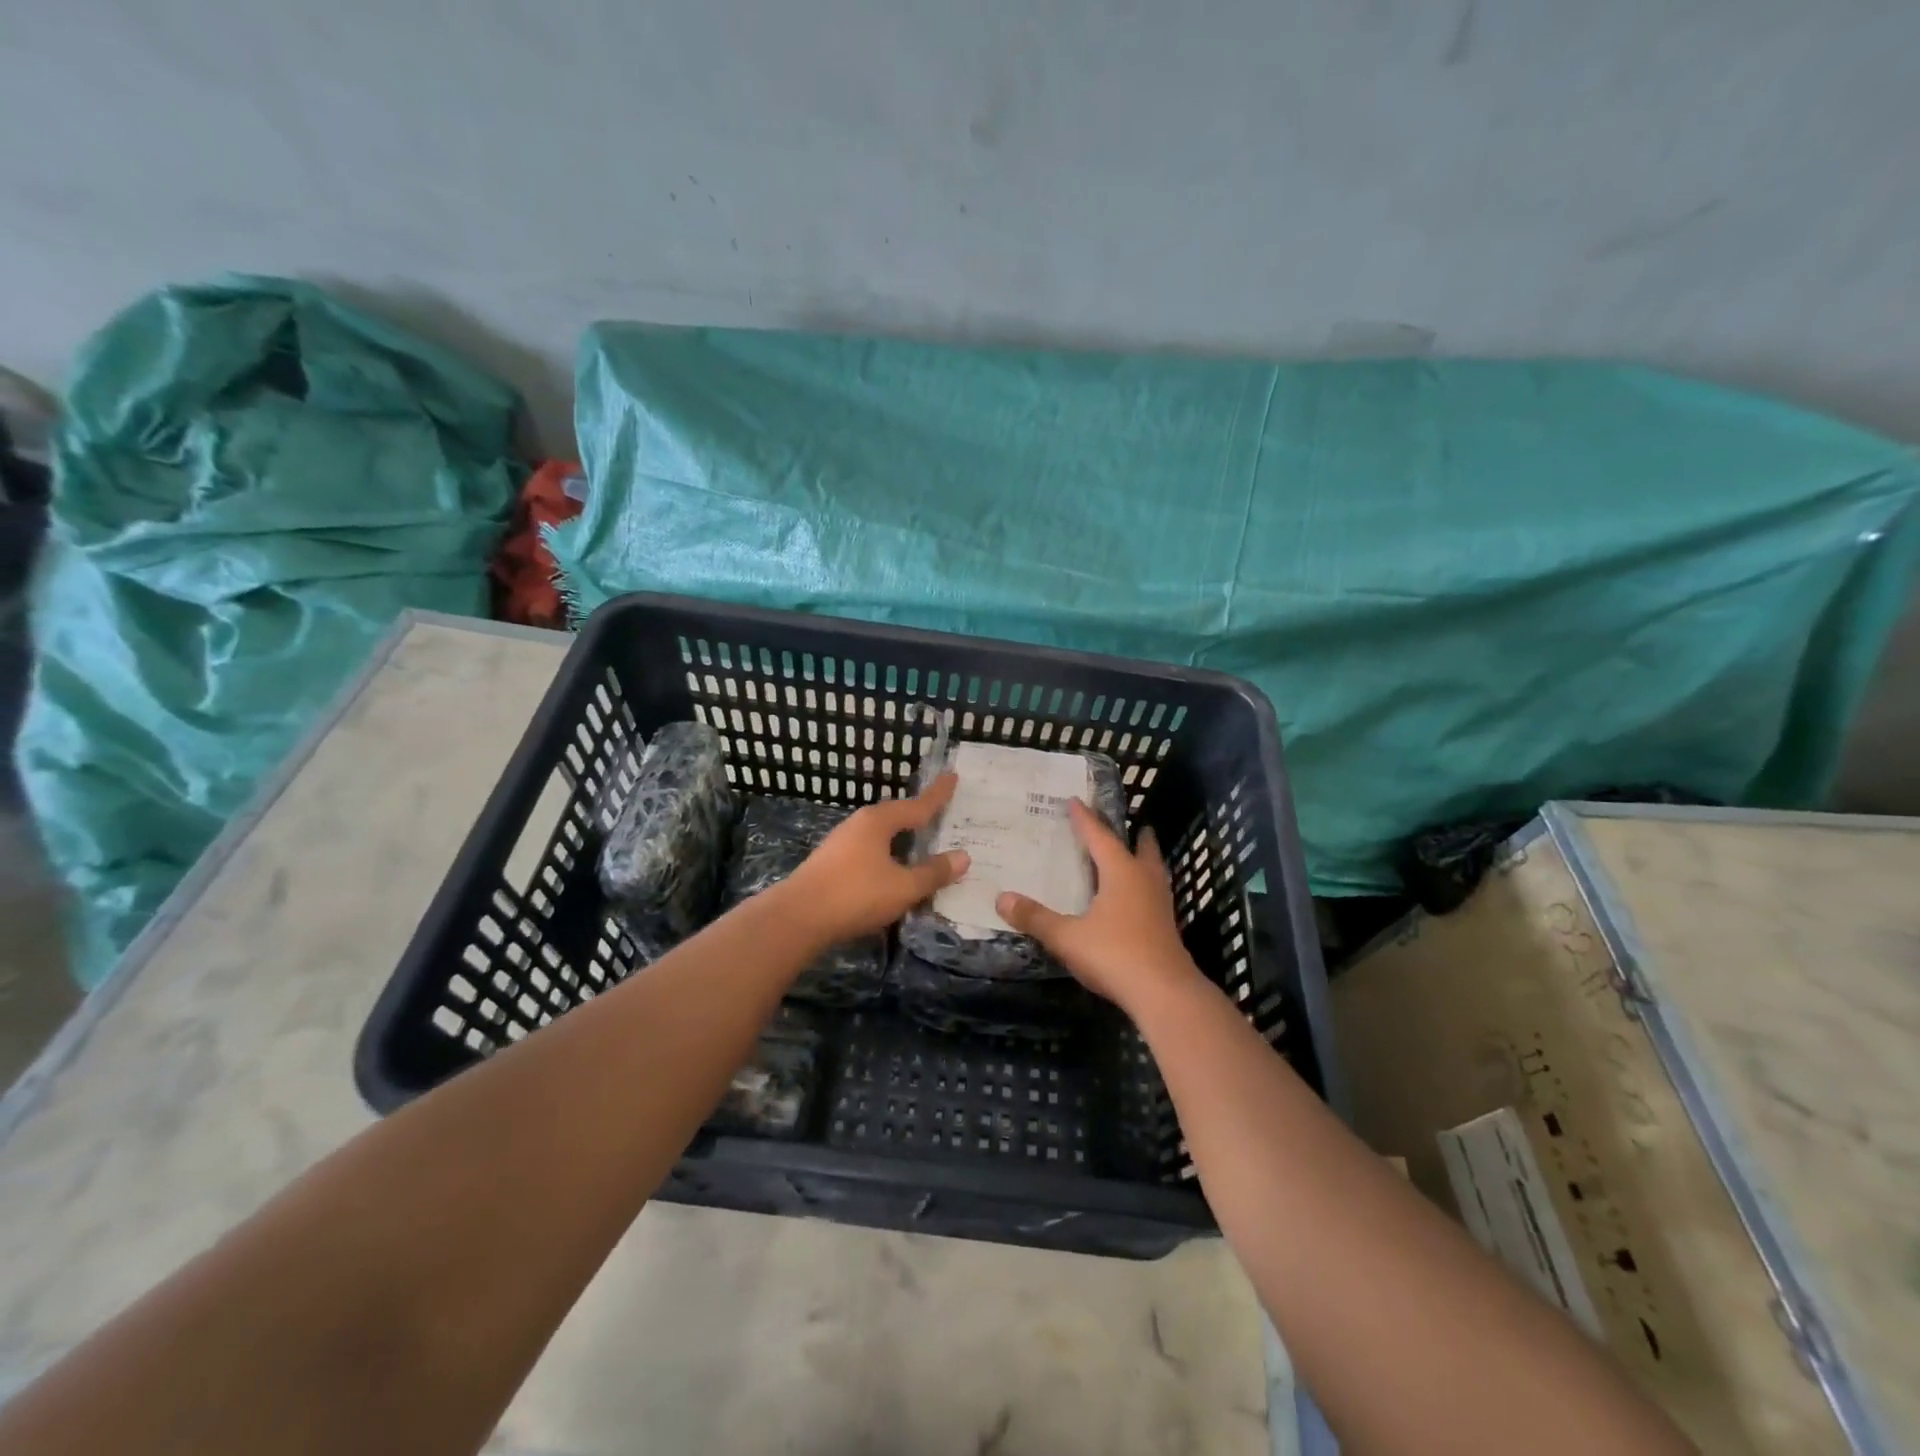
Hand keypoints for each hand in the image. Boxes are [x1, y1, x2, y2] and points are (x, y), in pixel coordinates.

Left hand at [775, 774, 969, 946]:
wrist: (797, 918)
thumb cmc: (856, 894)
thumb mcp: (903, 887)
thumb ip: (933, 872)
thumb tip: (963, 856)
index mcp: (878, 822)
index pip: (917, 805)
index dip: (938, 794)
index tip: (953, 776)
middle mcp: (859, 825)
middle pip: (896, 816)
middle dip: (918, 816)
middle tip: (940, 813)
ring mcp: (841, 844)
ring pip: (880, 836)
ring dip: (901, 839)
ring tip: (920, 844)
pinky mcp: (831, 864)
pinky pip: (869, 852)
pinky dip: (887, 856)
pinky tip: (891, 870)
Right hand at [996, 800, 1204, 1013]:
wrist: (1164, 993)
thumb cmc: (1115, 955)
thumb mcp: (1067, 937)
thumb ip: (1035, 918)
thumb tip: (1001, 898)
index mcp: (1121, 872)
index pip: (1099, 837)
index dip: (1085, 819)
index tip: (1075, 801)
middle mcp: (1144, 881)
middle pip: (1141, 849)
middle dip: (1134, 835)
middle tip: (1131, 824)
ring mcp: (1160, 905)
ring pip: (1153, 871)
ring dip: (1144, 859)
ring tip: (1135, 855)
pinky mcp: (1166, 927)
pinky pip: (1154, 894)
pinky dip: (1144, 885)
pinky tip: (1135, 899)